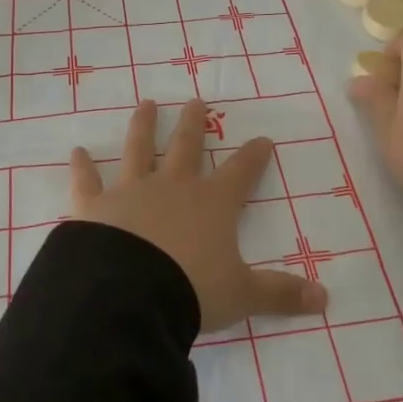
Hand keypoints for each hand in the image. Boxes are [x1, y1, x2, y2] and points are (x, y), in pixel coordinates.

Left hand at [71, 99, 328, 331]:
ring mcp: (132, 191)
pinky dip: (81, 167)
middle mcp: (173, 187)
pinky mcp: (94, 205)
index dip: (254, 156)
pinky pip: (87, 181)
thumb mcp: (242, 295)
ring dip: (143, 125)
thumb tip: (326, 300)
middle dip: (193, 123)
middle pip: (187, 146)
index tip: (263, 139)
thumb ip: (281, 294)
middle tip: (195, 100)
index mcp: (212, 204)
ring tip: (146, 103)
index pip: (241, 172)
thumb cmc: (192, 290)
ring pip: (139, 149)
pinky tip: (76, 151)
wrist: (130, 296)